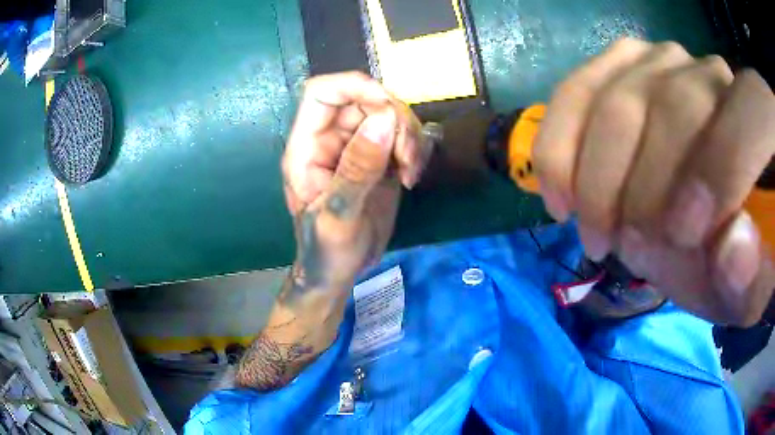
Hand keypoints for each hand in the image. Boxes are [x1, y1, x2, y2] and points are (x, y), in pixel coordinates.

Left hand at [281, 72, 429, 308]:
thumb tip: (384, 120)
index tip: (388, 108)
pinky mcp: (378, 159)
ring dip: (409, 136)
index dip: (354, 86)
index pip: (323, 92)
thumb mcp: (339, 216)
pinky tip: (411, 176)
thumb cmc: (326, 250)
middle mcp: (331, 140)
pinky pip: (401, 136)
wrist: (339, 272)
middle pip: (366, 99)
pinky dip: (414, 148)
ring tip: (410, 173)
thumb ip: (358, 168)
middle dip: (395, 120)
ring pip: (389, 115)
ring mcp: (356, 147)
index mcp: (307, 147)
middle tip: (407, 157)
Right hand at [534, 39, 774, 325]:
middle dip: (640, 188)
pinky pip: (578, 90)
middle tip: (618, 248)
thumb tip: (735, 249)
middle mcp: (715, 72)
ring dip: (591, 173)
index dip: (715, 178)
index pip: (743, 125)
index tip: (679, 240)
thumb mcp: (742, 287)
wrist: (706, 218)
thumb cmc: (728, 254)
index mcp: (761, 122)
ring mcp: (664, 59)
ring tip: (585, 225)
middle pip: (672, 105)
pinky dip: (560, 143)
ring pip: (616, 97)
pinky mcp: (622, 63)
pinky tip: (561, 190)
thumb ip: (747, 278)